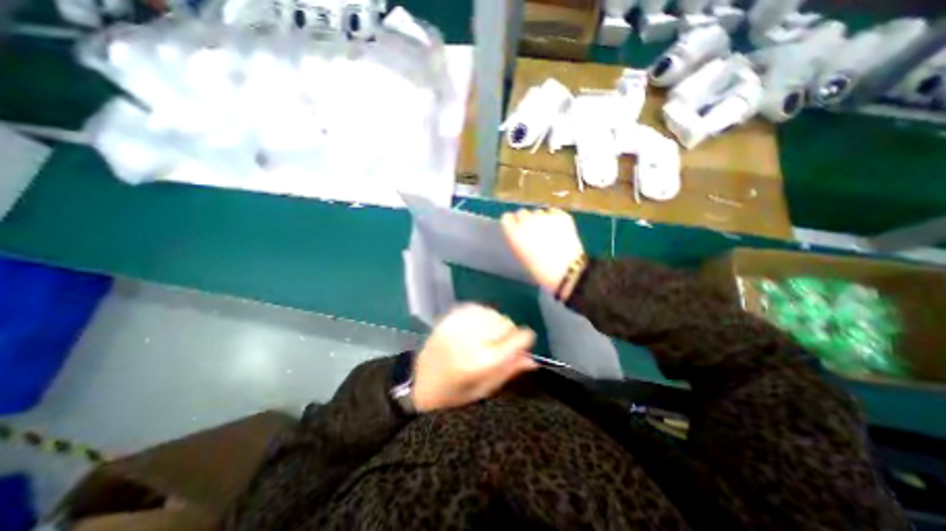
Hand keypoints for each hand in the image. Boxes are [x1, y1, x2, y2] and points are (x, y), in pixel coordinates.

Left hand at [416, 304, 539, 412]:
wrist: (418, 383)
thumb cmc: (453, 395)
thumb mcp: (483, 392)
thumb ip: (508, 372)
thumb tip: (533, 360)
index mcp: (479, 362)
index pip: (514, 340)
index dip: (525, 339)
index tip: (526, 342)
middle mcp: (469, 339)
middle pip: (504, 322)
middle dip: (509, 333)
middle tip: (502, 345)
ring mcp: (457, 325)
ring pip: (491, 313)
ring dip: (496, 323)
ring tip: (488, 336)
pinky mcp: (449, 318)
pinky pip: (476, 308)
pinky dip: (482, 315)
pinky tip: (478, 327)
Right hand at [502, 208, 585, 292]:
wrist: (566, 271)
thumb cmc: (540, 270)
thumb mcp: (521, 256)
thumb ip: (517, 240)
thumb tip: (520, 233)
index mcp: (513, 233)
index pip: (506, 218)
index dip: (512, 223)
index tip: (515, 229)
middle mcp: (526, 221)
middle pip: (522, 212)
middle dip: (525, 220)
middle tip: (532, 232)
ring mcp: (544, 216)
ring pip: (538, 212)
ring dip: (540, 219)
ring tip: (548, 233)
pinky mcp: (561, 216)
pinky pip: (553, 212)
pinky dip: (554, 218)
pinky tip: (558, 229)